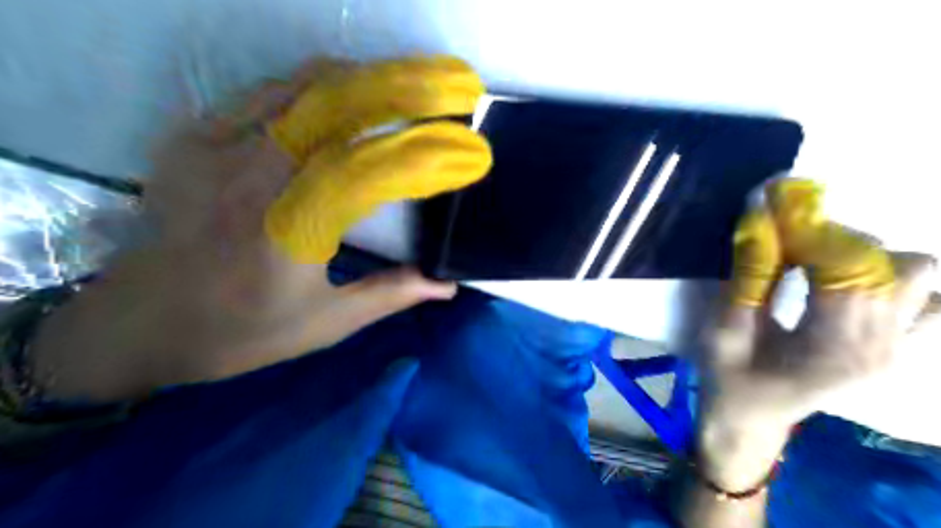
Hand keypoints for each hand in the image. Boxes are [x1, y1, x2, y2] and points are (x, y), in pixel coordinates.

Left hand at [32, 56, 492, 400]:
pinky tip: (345, 97)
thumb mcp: (325, 323)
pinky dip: (316, 86)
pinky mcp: (194, 136)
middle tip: (448, 86)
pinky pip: (267, 92)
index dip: (426, 154)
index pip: (371, 169)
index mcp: (287, 228)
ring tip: (408, 83)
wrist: (140, 321)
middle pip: (336, 104)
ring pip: (302, 85)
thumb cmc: (241, 332)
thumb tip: (447, 285)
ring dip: (364, 79)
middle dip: (401, 87)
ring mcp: (216, 146)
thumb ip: (390, 295)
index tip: (468, 151)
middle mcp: (251, 175)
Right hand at [698, 177, 933, 489]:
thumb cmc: (729, 379)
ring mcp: (899, 348)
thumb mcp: (725, 330)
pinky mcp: (897, 346)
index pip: (846, 267)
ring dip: (863, 256)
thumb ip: (748, 274)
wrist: (749, 419)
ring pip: (917, 274)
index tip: (770, 206)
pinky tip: (845, 282)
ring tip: (813, 263)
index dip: (808, 229)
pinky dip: (889, 277)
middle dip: (831, 240)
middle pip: (890, 263)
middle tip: (783, 242)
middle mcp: (883, 347)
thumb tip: (758, 217)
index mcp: (836, 348)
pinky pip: (924, 298)